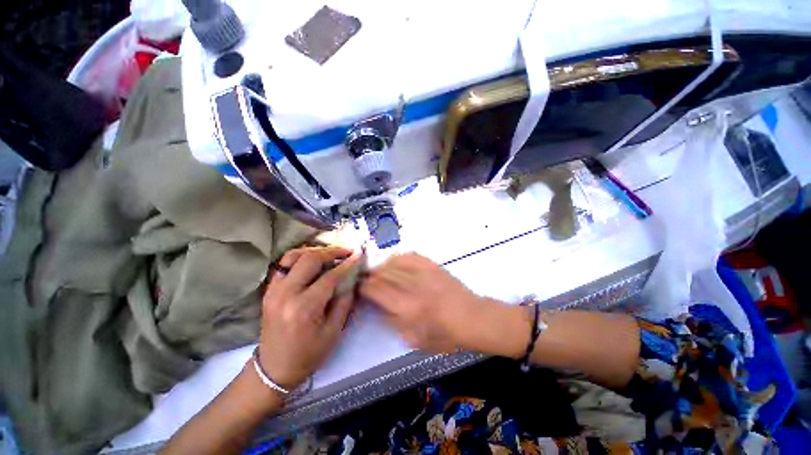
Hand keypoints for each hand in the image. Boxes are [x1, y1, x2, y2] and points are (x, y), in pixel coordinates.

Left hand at [258, 247, 361, 389]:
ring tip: (330, 253)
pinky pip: (284, 264)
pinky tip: (313, 261)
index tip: (358, 255)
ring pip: (293, 256)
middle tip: (347, 251)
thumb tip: (351, 277)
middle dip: (332, 251)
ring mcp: (273, 290)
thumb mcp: (333, 331)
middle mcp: (286, 294)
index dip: (347, 264)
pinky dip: (300, 257)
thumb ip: (344, 301)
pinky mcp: (269, 290)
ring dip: (315, 250)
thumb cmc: (308, 354)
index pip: (330, 276)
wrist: (274, 368)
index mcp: (304, 308)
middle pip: (310, 259)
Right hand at [360, 253, 521, 353]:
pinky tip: (396, 262)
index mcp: (405, 307)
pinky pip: (410, 255)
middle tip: (364, 277)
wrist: (472, 318)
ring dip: (382, 266)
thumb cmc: (445, 335)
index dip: (363, 286)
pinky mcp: (432, 265)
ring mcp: (423, 272)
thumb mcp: (414, 339)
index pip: (375, 290)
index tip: (358, 286)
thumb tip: (379, 306)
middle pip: (382, 273)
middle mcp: (411, 285)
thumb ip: (393, 321)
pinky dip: (399, 257)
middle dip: (370, 275)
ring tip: (379, 271)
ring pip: (394, 262)